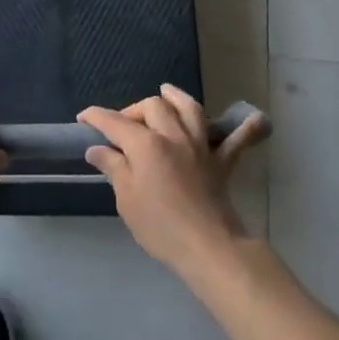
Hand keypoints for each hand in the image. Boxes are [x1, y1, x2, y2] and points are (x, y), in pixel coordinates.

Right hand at [79, 85, 266, 279]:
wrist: (208, 247)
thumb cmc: (159, 226)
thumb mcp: (126, 199)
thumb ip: (113, 168)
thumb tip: (97, 149)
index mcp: (145, 144)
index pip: (114, 122)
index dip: (96, 117)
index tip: (83, 118)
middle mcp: (173, 135)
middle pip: (152, 106)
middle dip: (134, 110)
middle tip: (123, 126)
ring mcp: (200, 145)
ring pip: (189, 109)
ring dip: (176, 98)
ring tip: (166, 93)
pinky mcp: (222, 162)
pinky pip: (237, 139)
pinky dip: (246, 128)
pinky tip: (255, 119)